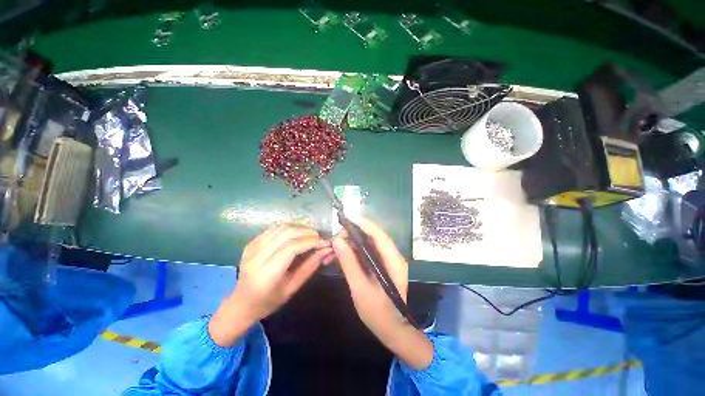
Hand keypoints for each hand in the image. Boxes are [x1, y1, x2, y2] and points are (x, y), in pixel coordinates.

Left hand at [209, 225, 330, 346]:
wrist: (240, 303)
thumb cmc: (268, 301)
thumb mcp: (292, 288)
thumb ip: (309, 267)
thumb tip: (325, 250)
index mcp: (266, 273)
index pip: (291, 248)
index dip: (310, 242)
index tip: (325, 242)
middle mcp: (256, 257)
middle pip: (286, 234)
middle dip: (307, 232)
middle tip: (320, 237)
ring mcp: (251, 248)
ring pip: (280, 228)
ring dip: (299, 228)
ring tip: (311, 235)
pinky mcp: (251, 243)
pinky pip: (273, 229)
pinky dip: (289, 228)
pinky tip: (297, 234)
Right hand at [332, 217, 432, 369]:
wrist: (392, 330)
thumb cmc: (378, 313)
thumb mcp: (360, 288)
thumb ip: (349, 263)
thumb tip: (337, 241)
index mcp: (393, 261)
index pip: (379, 235)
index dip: (364, 223)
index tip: (347, 217)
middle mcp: (393, 256)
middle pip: (373, 236)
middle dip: (354, 233)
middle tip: (336, 237)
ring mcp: (388, 260)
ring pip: (369, 243)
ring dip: (352, 241)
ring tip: (335, 245)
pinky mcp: (381, 264)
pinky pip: (367, 251)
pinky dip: (354, 250)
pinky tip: (341, 253)